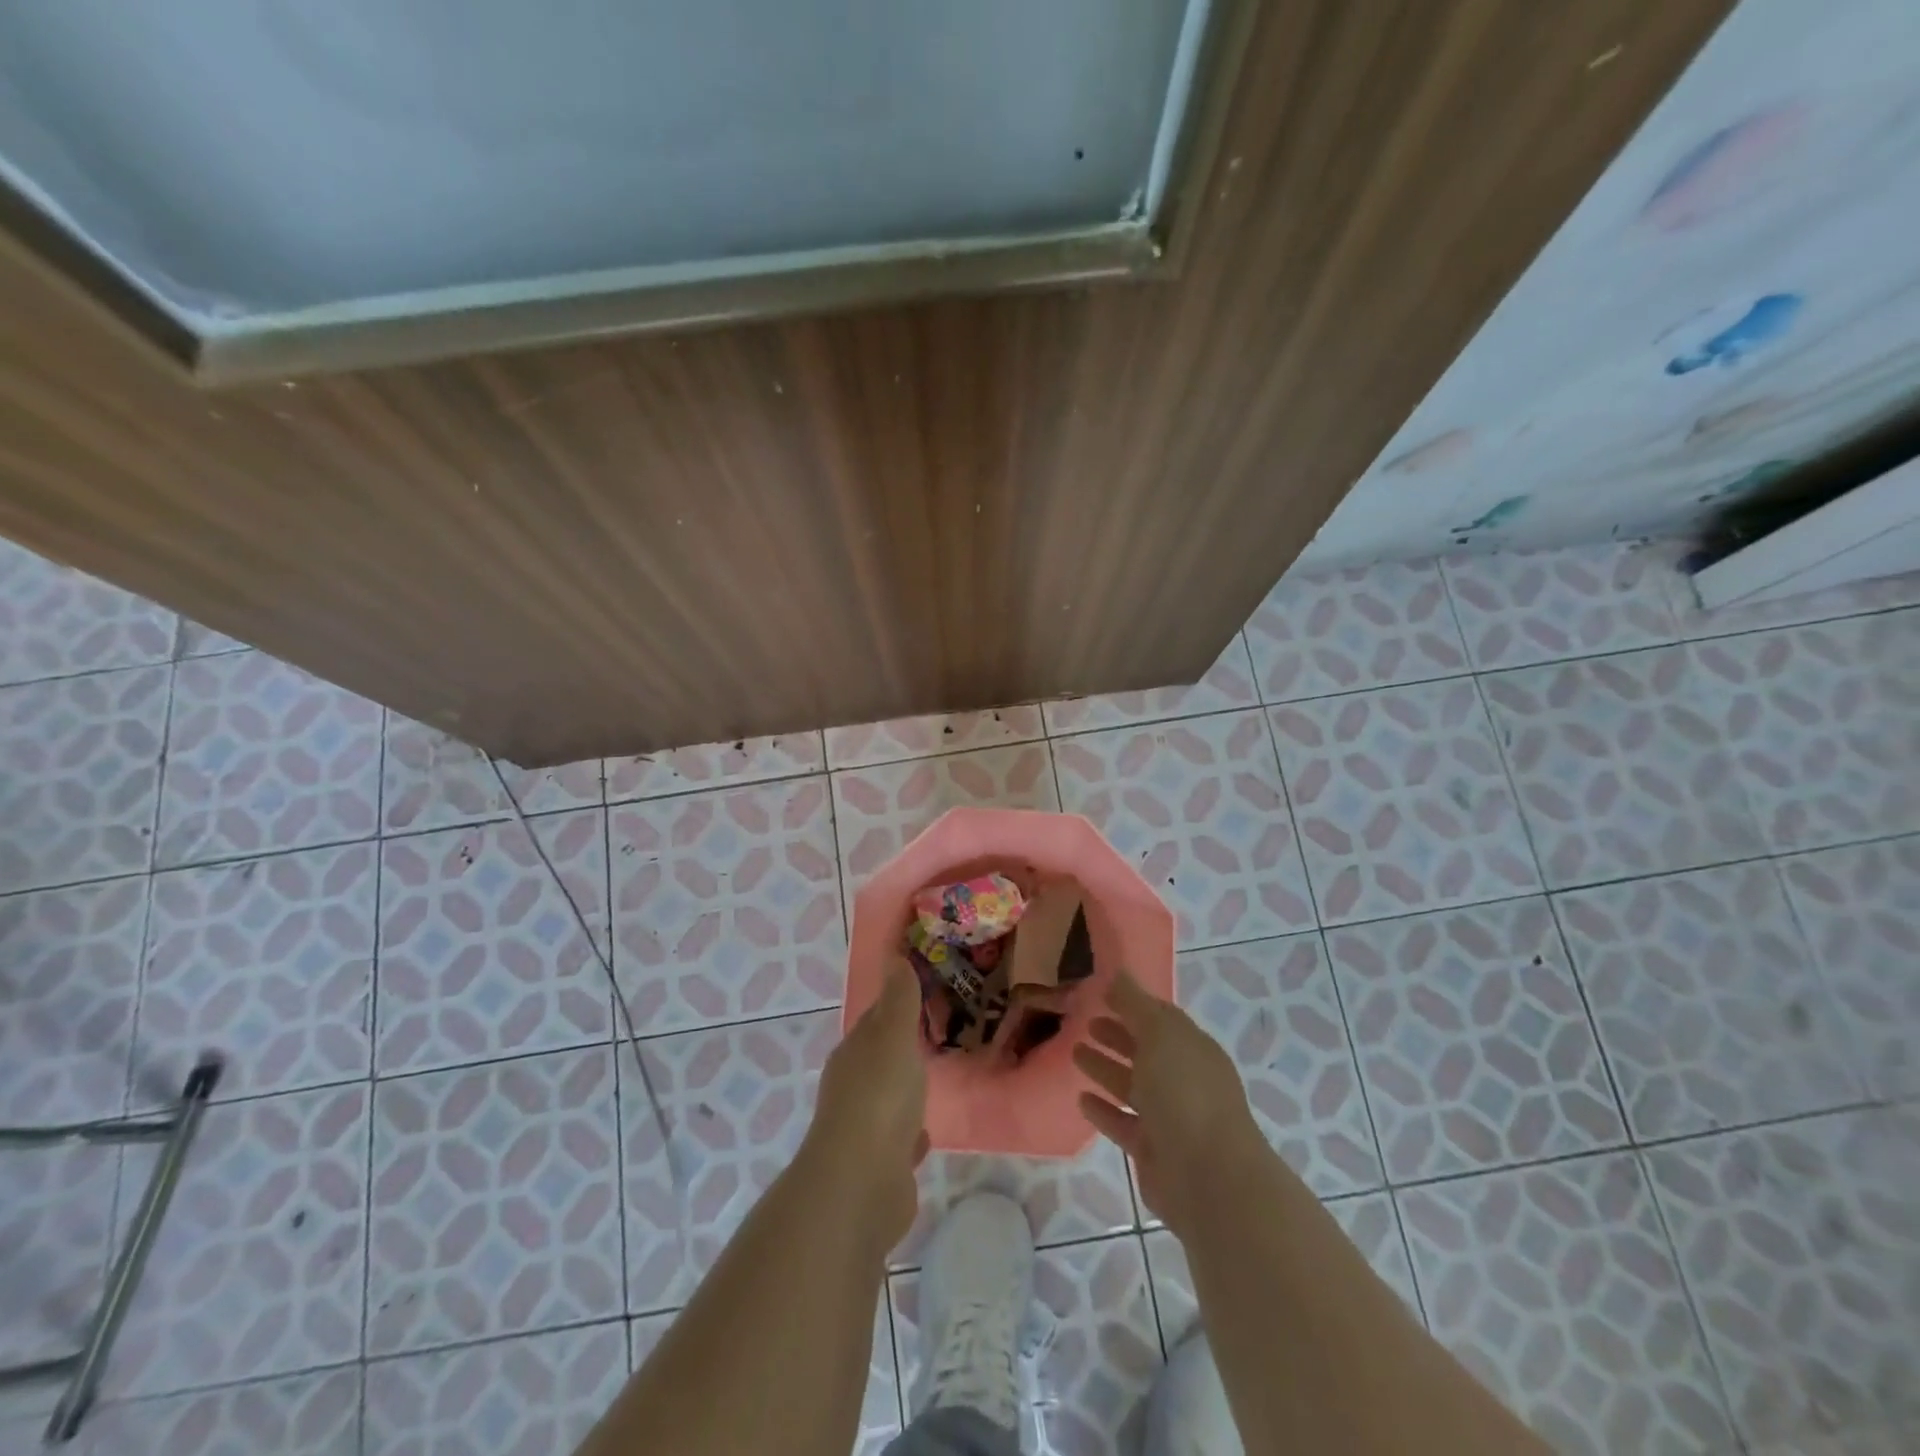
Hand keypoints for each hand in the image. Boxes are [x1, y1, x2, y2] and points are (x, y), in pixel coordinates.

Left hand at [803, 960, 929, 1248]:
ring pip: (888, 1098)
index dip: (895, 1004)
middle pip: (880, 1058)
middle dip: (900, 1047)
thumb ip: (898, 999)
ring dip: (904, 1089)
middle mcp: (852, 1087)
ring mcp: (863, 1128)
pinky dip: (909, 1132)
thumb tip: (894, 955)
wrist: (861, 1184)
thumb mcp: (893, 1036)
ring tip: (932, 1079)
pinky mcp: (879, 1165)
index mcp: (854, 1053)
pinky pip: (898, 1139)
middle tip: (936, 1033)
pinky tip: (925, 1133)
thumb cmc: (878, 1098)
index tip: (921, 993)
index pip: (875, 1019)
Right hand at [1074, 971, 1267, 1236]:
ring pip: (1132, 1086)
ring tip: (1075, 1052)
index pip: (1160, 1019)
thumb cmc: (1185, 1093)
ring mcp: (1170, 1117)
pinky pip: (1123, 1123)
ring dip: (1105, 1069)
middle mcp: (1183, 1080)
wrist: (1209, 1178)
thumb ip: (1135, 1004)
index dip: (1132, 1004)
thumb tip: (1117, 973)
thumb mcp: (1160, 1035)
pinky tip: (1081, 1099)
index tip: (1100, 993)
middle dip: (1117, 1035)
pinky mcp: (1153, 1151)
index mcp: (1192, 1048)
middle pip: (1146, 1051)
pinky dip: (1104, 1110)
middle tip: (1084, 1021)